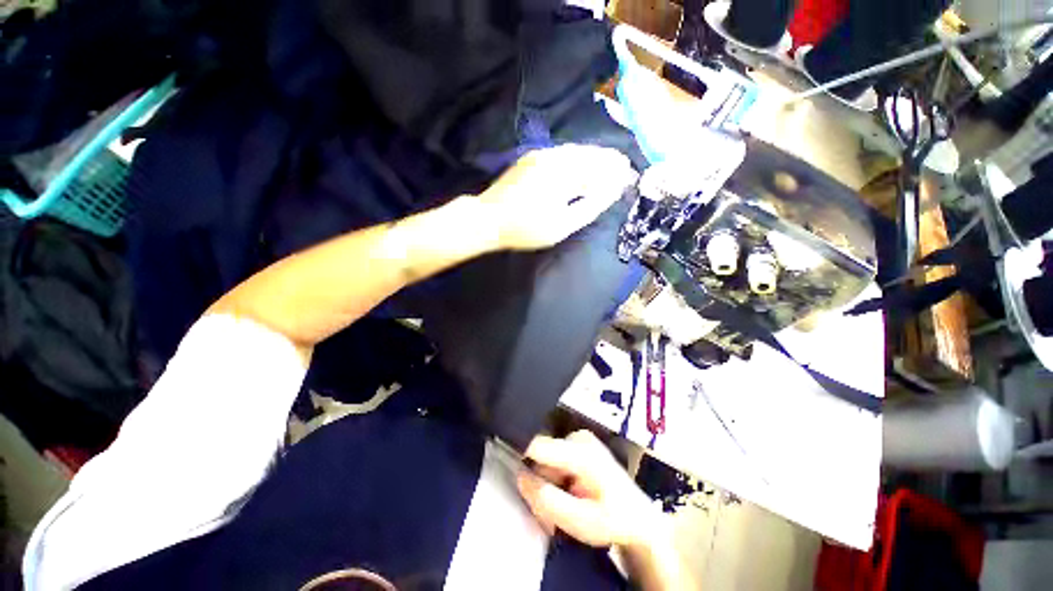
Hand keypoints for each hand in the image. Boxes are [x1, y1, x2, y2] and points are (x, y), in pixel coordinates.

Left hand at [478, 145, 635, 250]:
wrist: (488, 218)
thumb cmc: (525, 228)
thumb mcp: (560, 225)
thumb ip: (588, 208)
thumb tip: (610, 193)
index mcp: (563, 173)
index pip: (598, 168)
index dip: (616, 171)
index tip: (630, 175)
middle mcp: (554, 157)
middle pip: (589, 154)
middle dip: (608, 160)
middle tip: (623, 167)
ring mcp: (540, 155)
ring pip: (575, 152)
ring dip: (593, 158)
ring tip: (608, 166)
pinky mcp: (531, 158)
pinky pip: (561, 154)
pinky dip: (577, 159)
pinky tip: (582, 167)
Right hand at [516, 430, 656, 548]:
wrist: (639, 518)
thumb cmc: (614, 521)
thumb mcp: (580, 521)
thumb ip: (547, 500)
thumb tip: (520, 476)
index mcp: (581, 452)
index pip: (537, 446)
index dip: (522, 462)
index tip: (521, 487)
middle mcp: (579, 437)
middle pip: (541, 458)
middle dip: (541, 486)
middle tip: (551, 516)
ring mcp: (580, 439)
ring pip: (547, 461)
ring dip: (548, 486)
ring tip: (564, 509)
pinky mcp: (580, 445)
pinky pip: (555, 460)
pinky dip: (556, 480)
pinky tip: (569, 496)